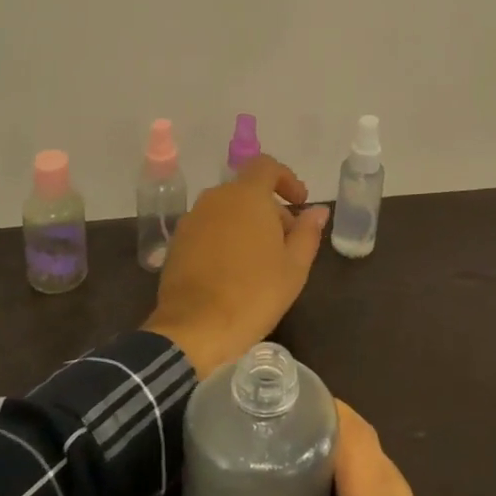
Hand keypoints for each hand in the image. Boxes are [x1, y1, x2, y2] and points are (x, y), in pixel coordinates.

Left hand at [141, 155, 330, 378]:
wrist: (194, 329)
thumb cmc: (253, 294)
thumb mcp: (294, 266)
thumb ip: (307, 232)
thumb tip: (318, 210)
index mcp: (246, 196)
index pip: (267, 166)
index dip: (286, 179)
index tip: (300, 203)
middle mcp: (216, 198)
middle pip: (248, 191)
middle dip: (270, 210)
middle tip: (287, 243)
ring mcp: (192, 219)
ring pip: (227, 209)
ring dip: (247, 224)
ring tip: (261, 261)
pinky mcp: (178, 242)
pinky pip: (209, 228)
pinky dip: (225, 238)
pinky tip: (233, 271)